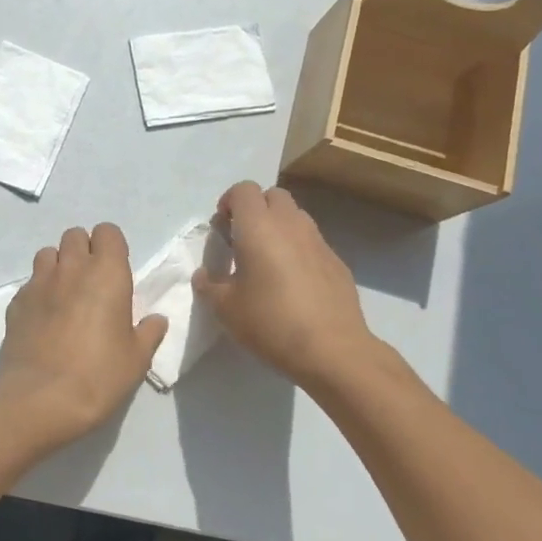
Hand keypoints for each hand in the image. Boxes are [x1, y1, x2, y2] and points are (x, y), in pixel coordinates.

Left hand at [0, 223, 167, 447]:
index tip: (116, 272)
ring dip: (58, 265)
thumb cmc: (98, 376)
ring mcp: (38, 283)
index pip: (108, 232)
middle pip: (75, 235)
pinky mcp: (15, 303)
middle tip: (92, 283)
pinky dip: (38, 291)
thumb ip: (148, 333)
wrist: (39, 401)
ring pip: (47, 253)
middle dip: (84, 250)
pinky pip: (29, 283)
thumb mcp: (136, 360)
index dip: (112, 247)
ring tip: (65, 295)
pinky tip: (43, 318)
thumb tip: (156, 320)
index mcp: (107, 273)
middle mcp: (71, 268)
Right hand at [192, 182, 381, 389]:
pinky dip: (299, 250)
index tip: (222, 227)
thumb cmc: (271, 322)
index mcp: (259, 227)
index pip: (244, 190)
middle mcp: (291, 224)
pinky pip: (312, 243)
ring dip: (279, 227)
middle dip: (256, 209)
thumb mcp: (225, 308)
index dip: (229, 202)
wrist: (332, 349)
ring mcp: (318, 241)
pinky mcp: (337, 262)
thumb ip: (209, 285)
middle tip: (244, 240)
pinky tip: (295, 283)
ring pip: (296, 217)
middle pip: (273, 196)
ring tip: (269, 261)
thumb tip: (204, 275)